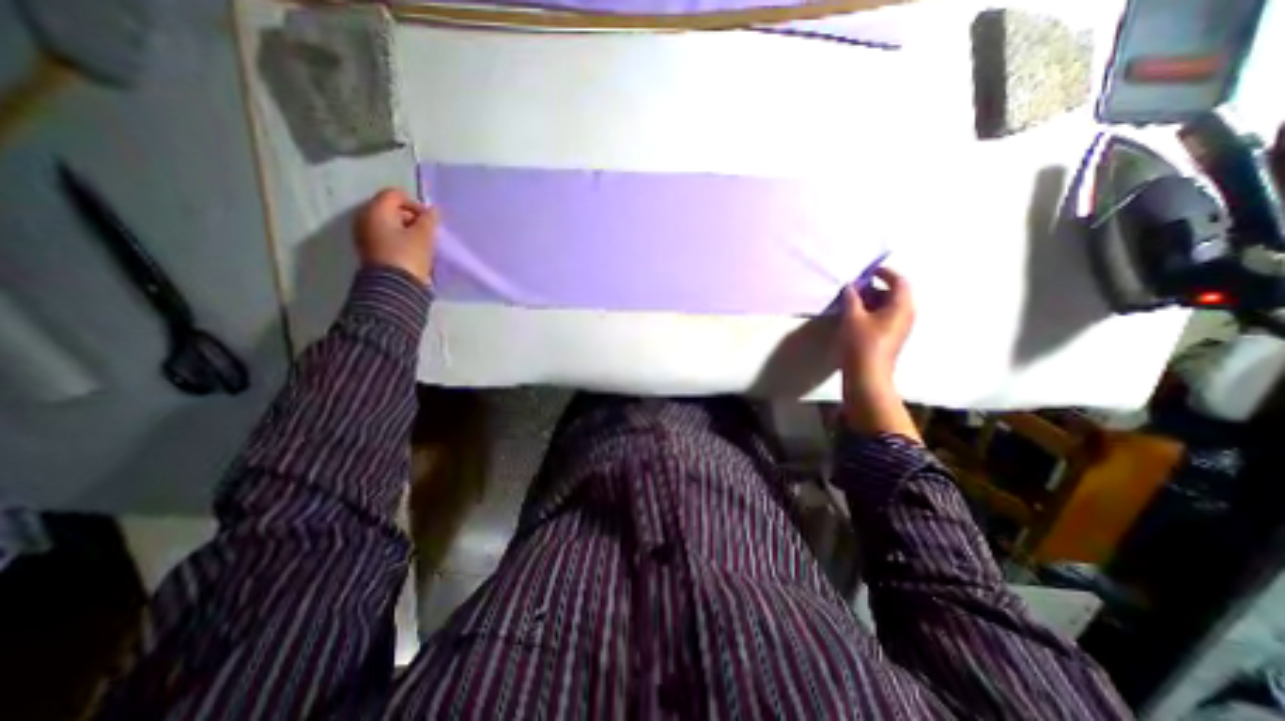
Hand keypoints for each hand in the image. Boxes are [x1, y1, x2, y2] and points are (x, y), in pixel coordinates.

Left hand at [353, 186, 440, 285]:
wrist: (394, 286)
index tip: (429, 220)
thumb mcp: (424, 235)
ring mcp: (365, 235)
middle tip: (427, 232)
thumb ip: (429, 219)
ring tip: (422, 243)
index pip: (395, 195)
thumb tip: (433, 210)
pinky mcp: (370, 251)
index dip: (415, 204)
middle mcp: (365, 219)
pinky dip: (399, 240)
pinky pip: (386, 238)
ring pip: (388, 225)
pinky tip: (413, 251)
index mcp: (375, 211)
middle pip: (390, 209)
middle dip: (410, 217)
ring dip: (406, 230)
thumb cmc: (408, 255)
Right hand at [841, 269, 917, 441]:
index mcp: (901, 306)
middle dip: (875, 287)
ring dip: (872, 300)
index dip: (884, 272)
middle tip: (855, 287)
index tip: (868, 271)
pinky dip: (873, 311)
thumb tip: (851, 287)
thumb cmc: (861, 343)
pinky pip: (886, 317)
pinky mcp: (892, 337)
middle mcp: (906, 314)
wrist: (867, 375)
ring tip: (852, 300)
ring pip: (889, 306)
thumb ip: (852, 298)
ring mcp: (900, 328)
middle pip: (895, 293)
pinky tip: (856, 316)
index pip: (899, 281)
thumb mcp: (853, 317)